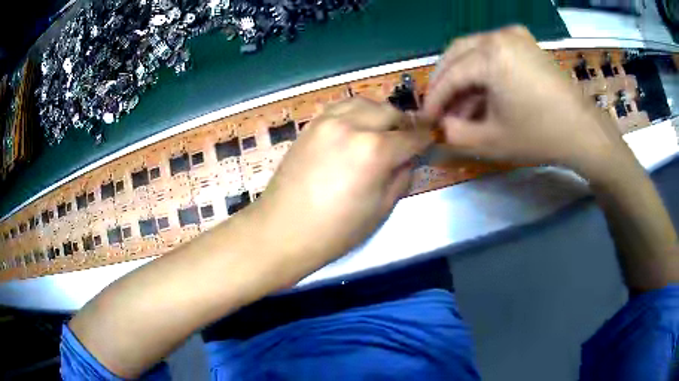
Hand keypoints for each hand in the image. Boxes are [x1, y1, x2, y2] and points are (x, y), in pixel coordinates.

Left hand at [250, 98, 431, 273]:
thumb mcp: (381, 209)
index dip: (425, 140)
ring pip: (366, 103)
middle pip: (390, 112)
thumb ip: (402, 176)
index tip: (430, 142)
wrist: (283, 230)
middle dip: (404, 125)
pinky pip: (341, 106)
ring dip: (380, 114)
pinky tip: (357, 127)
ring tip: (383, 131)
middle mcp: (352, 126)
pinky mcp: (311, 124)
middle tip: (407, 141)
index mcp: (374, 151)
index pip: (412, 137)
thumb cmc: (335, 230)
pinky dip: (356, 112)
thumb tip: (409, 158)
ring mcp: (328, 121)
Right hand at [421, 25, 632, 177]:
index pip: (450, 75)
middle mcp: (498, 36)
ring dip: (461, 74)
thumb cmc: (540, 136)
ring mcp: (514, 36)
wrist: (583, 131)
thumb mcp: (492, 141)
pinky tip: (481, 89)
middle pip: (456, 54)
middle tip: (438, 106)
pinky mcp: (526, 42)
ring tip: (459, 103)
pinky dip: (481, 68)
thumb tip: (439, 127)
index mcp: (490, 55)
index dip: (434, 99)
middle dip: (443, 81)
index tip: (426, 118)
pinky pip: (492, 49)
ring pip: (473, 50)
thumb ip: (455, 134)